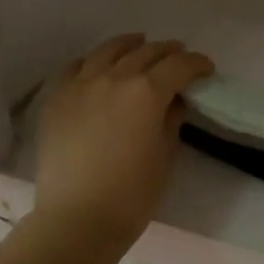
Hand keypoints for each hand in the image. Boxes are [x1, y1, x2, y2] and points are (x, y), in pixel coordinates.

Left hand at [34, 35, 212, 242]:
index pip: (179, 65)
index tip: (206, 69)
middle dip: (168, 51)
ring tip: (140, 44)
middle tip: (180, 56)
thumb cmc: (132, 194)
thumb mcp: (165, 154)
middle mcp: (114, 78)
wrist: (76, 220)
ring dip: (131, 45)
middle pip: (146, 52)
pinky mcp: (57, 99)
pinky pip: (75, 68)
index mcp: (147, 92)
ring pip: (109, 51)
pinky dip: (92, 61)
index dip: (197, 63)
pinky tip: (98, 66)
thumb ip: (172, 119)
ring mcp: (81, 86)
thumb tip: (173, 101)